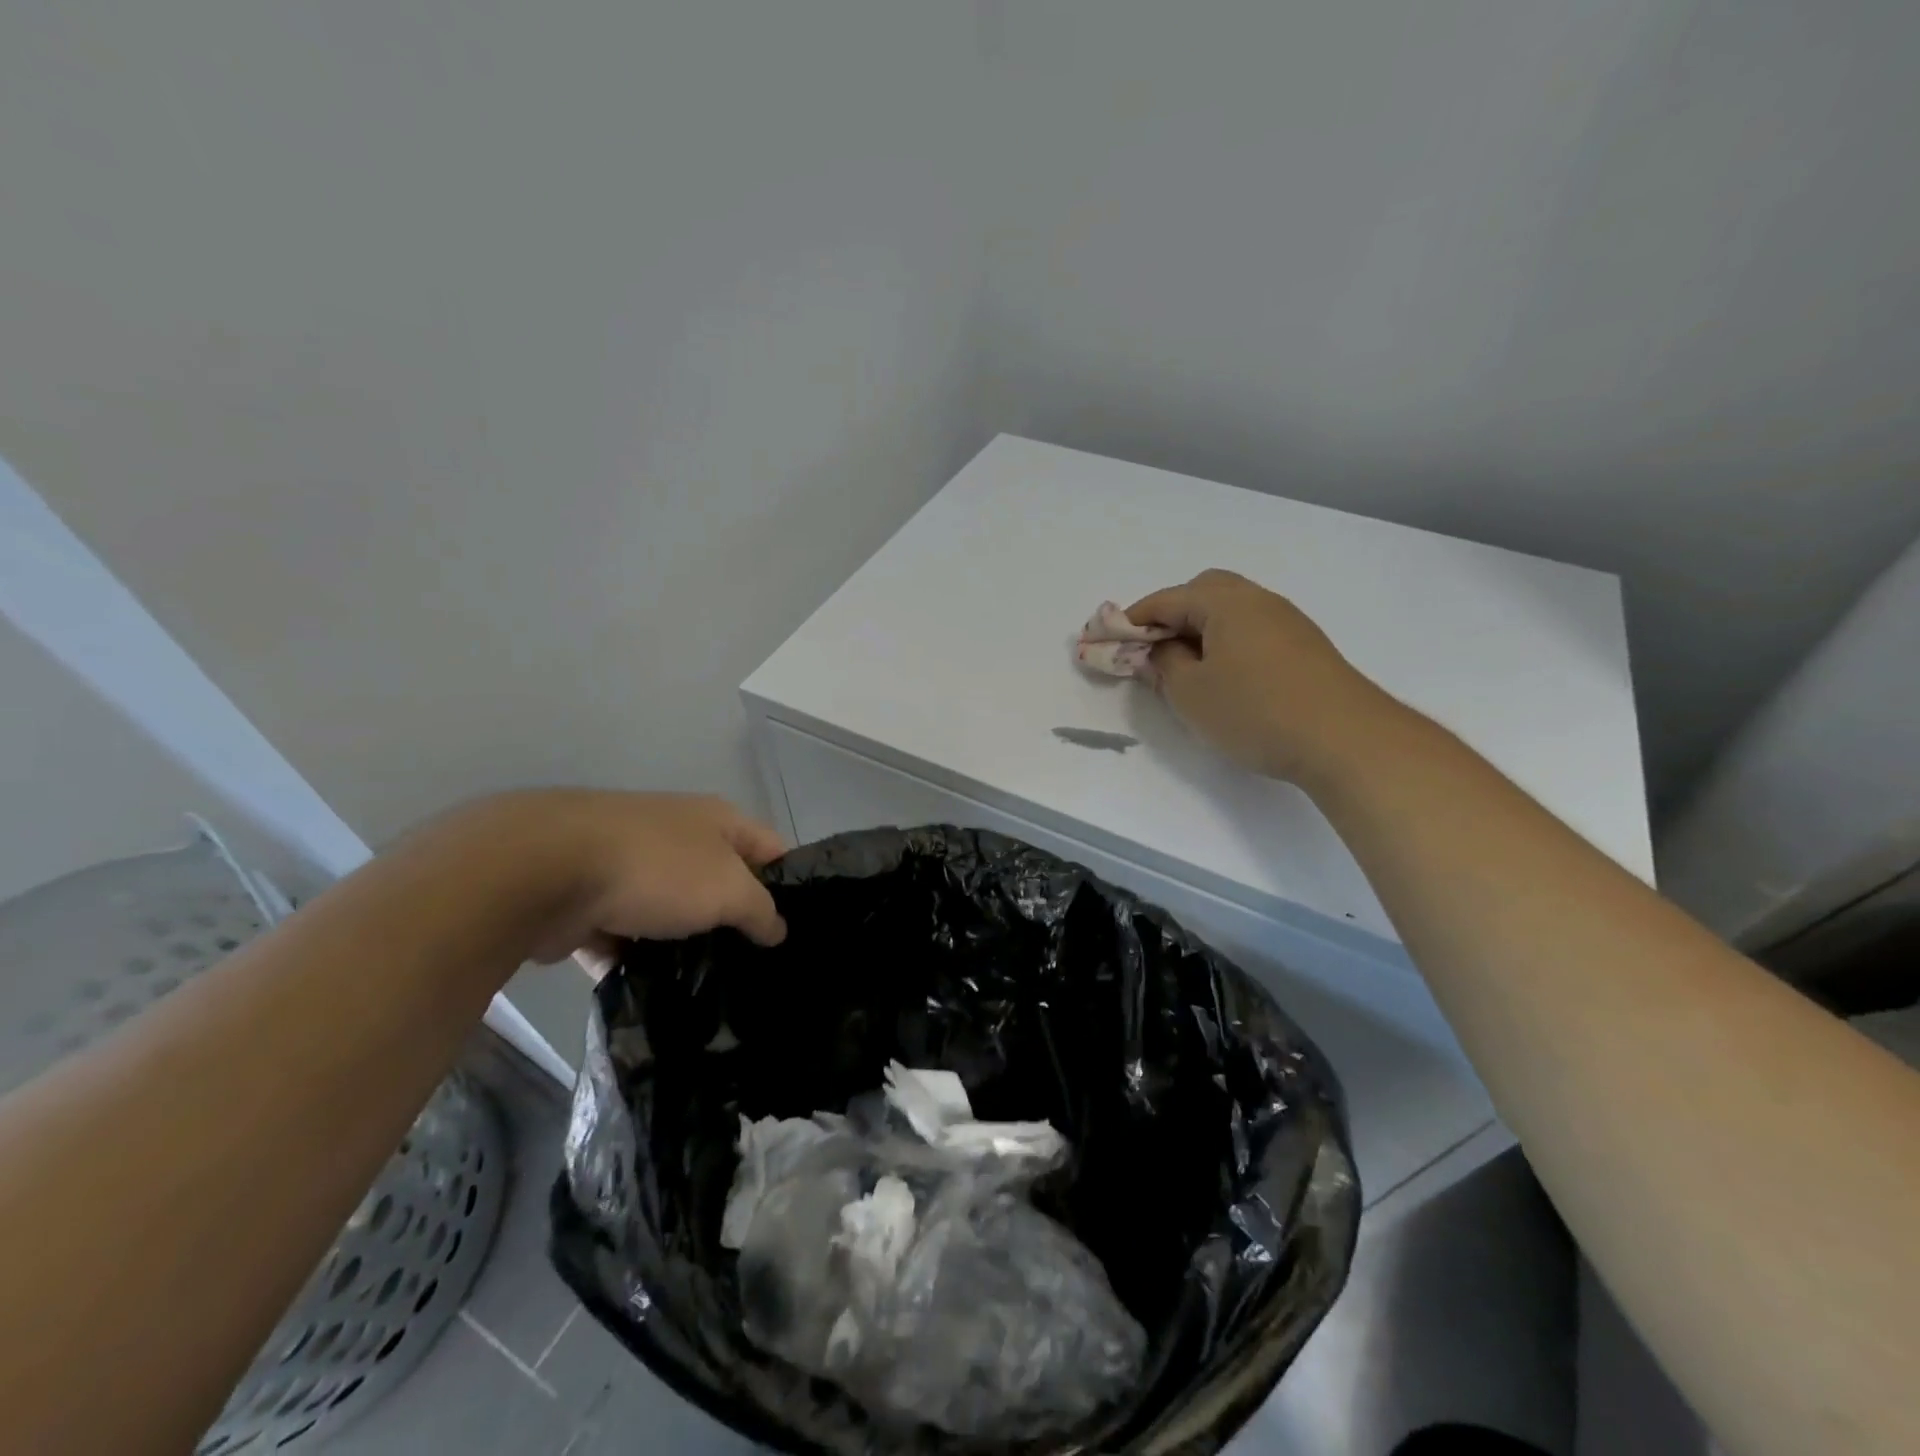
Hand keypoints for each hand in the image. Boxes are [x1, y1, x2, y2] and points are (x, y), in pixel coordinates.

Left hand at [416, 791, 788, 964]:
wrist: (543, 871)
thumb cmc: (657, 868)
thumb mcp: (730, 889)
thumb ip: (762, 911)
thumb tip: (778, 930)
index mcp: (717, 820)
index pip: (770, 848)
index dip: (789, 884)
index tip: (797, 930)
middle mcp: (677, 836)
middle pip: (720, 882)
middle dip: (733, 921)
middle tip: (753, 967)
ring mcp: (631, 867)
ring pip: (671, 912)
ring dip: (682, 945)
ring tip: (706, 989)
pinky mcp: (590, 900)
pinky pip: (624, 935)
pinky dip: (634, 959)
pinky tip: (651, 993)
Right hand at [1126, 569, 1389, 781]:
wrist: (1345, 739)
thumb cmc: (1255, 711)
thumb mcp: (1191, 693)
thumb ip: (1164, 665)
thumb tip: (1159, 650)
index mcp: (1226, 602)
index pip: (1166, 599)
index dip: (1132, 619)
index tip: (1108, 640)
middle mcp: (1259, 601)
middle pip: (1204, 592)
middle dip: (1171, 616)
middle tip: (1153, 651)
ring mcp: (1287, 622)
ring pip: (1231, 612)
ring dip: (1201, 631)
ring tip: (1186, 670)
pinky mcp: (1305, 648)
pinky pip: (1252, 632)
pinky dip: (1227, 644)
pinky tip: (1226, 679)